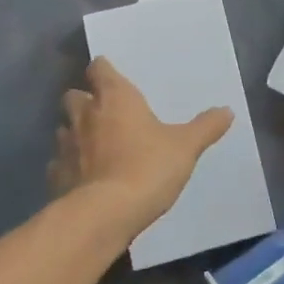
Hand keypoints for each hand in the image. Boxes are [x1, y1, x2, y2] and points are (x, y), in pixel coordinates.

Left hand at [49, 57, 233, 244]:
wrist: (104, 215)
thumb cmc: (147, 168)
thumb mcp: (186, 147)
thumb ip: (205, 127)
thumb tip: (227, 110)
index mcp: (115, 98)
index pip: (99, 69)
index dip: (103, 70)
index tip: (110, 75)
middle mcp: (85, 114)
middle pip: (74, 95)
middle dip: (84, 100)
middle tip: (103, 112)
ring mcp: (65, 145)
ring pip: (63, 128)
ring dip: (75, 132)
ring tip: (93, 145)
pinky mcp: (55, 176)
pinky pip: (58, 163)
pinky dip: (68, 166)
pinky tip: (83, 177)